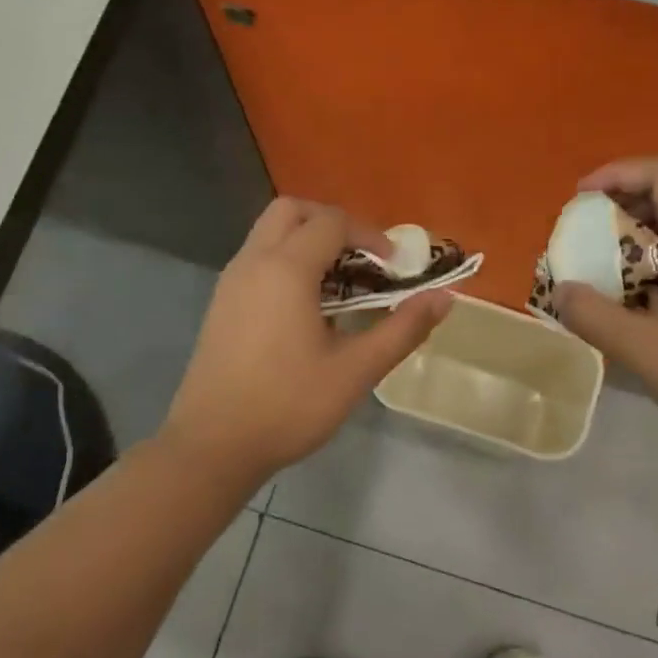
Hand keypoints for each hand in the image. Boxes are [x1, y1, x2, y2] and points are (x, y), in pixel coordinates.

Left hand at [162, 198, 449, 484]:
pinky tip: (307, 308)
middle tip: (363, 260)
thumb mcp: (356, 371)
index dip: (369, 236)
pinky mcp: (221, 304)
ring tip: (341, 285)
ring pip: (269, 233)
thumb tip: (444, 297)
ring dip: (308, 242)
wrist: (213, 445)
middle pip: (292, 211)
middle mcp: (253, 262)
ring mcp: (231, 282)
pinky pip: (257, 259)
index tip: (394, 267)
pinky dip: (286, 261)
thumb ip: (403, 329)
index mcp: (285, 269)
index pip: (331, 222)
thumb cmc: (288, 405)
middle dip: (332, 224)